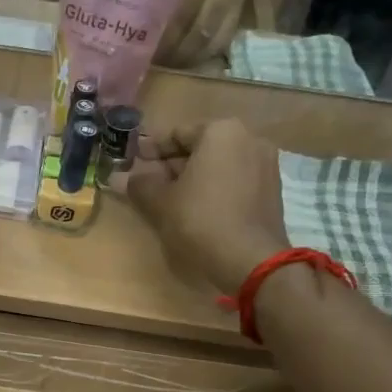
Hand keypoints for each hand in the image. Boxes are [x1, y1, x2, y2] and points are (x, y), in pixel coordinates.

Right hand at [126, 119, 290, 293]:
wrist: (250, 260)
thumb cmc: (200, 220)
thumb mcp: (161, 202)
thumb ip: (139, 185)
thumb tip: (120, 177)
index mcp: (221, 131)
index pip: (177, 133)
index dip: (150, 150)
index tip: (132, 163)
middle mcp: (249, 138)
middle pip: (200, 147)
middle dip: (172, 164)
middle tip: (147, 183)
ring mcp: (265, 164)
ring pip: (218, 164)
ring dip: (192, 177)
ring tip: (168, 198)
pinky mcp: (272, 190)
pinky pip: (234, 180)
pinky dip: (213, 188)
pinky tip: (195, 208)